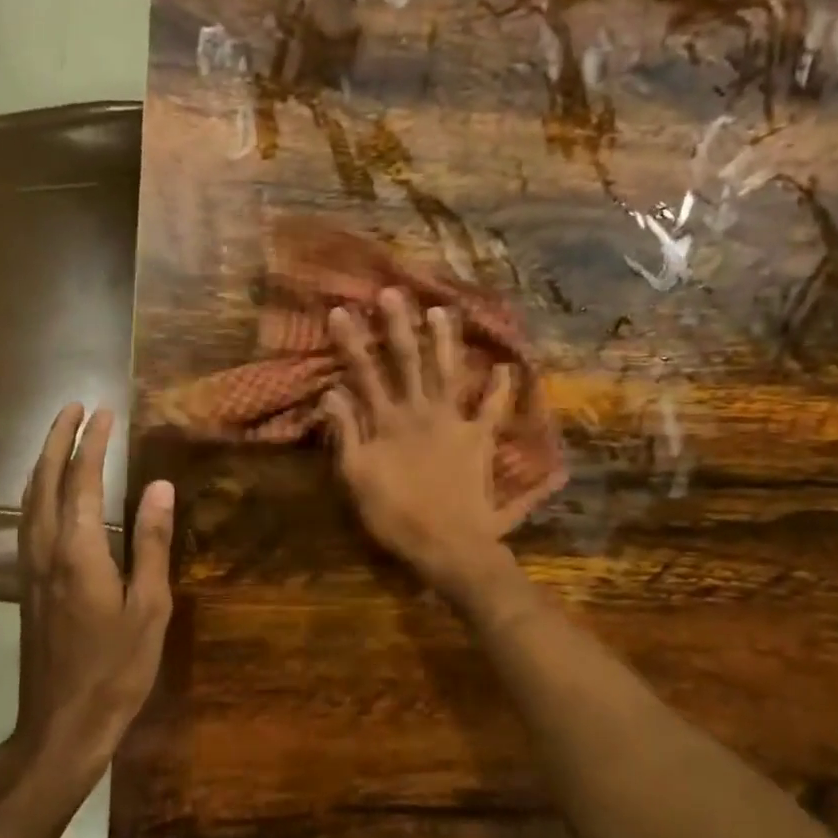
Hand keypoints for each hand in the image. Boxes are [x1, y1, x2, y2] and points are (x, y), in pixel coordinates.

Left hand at [9, 404, 174, 785]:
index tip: (104, 412)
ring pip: (28, 500)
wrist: (62, 724)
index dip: (93, 443)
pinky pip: (26, 521)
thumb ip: (151, 543)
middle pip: (45, 481)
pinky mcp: (26, 585)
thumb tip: (159, 487)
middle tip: (73, 407)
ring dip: (42, 462)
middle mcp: (45, 550)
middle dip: (57, 440)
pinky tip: (44, 494)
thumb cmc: (117, 667)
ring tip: (58, 437)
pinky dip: (35, 492)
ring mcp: (30, 568)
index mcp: (78, 551)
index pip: (82, 481)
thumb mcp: (149, 606)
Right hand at [321, 288, 525, 597]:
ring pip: (449, 372)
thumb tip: (331, 392)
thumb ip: (346, 433)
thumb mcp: (357, 478)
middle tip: (393, 292)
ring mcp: (454, 423)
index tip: (340, 310)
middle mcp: (421, 412)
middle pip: (408, 361)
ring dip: (445, 341)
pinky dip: (501, 389)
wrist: (448, 545)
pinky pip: (493, 409)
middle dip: (399, 326)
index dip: (351, 342)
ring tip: (443, 311)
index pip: (364, 373)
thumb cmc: (396, 517)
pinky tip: (506, 368)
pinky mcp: (480, 439)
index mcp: (388, 422)